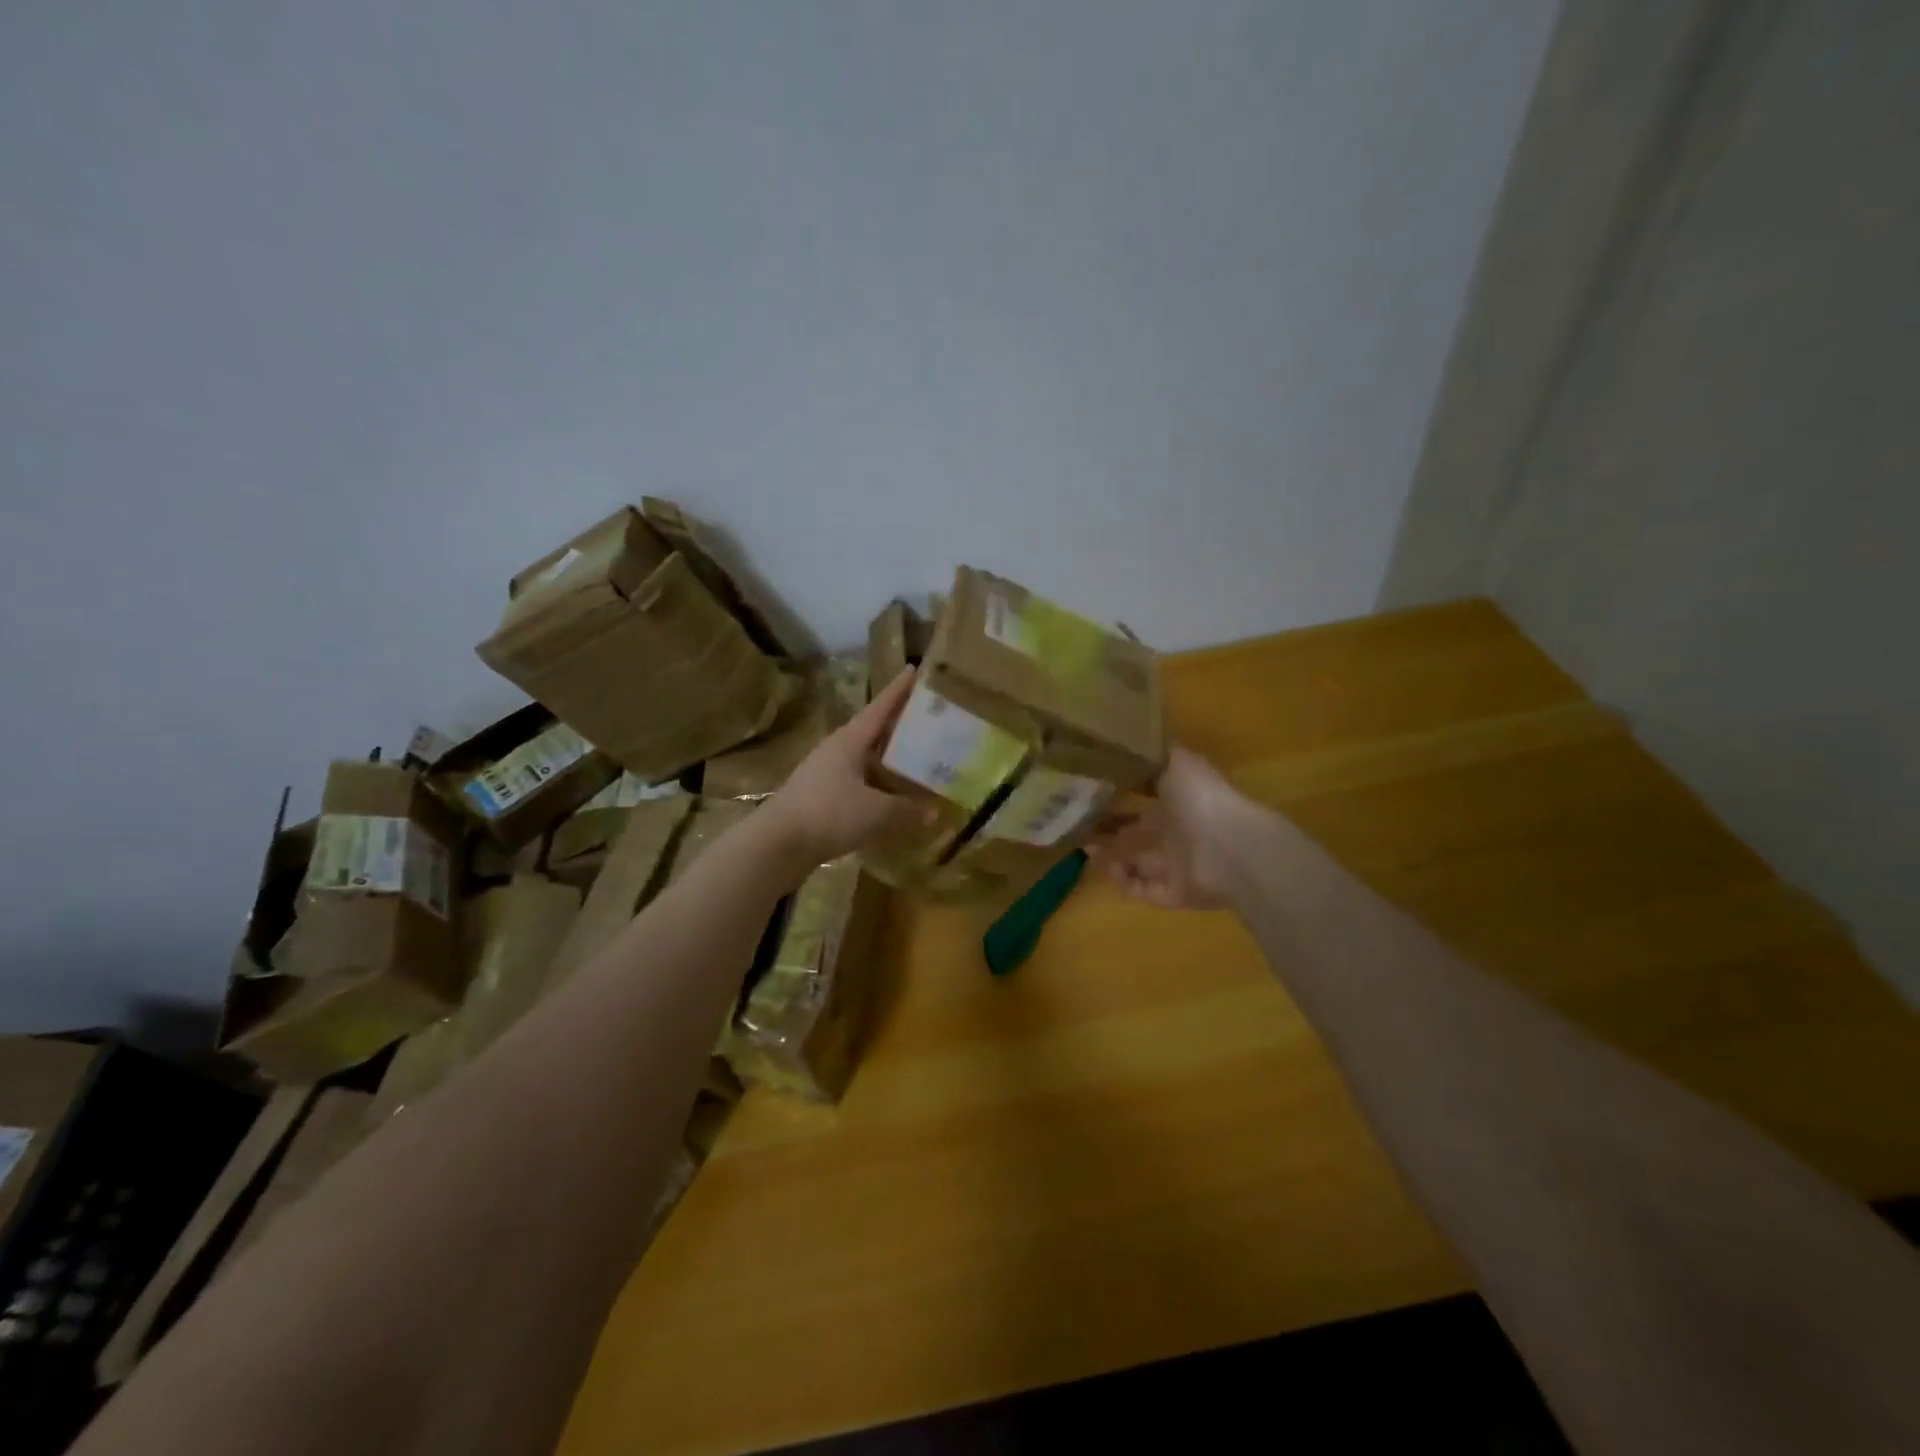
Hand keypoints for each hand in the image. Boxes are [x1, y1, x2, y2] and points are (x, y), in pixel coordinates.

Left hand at [761, 668, 931, 868]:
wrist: (777, 844)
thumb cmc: (829, 814)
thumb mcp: (876, 811)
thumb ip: (907, 809)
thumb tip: (934, 811)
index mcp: (850, 740)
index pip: (880, 707)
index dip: (898, 690)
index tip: (913, 669)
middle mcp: (837, 750)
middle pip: (873, 732)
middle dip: (899, 727)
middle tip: (928, 721)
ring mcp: (825, 774)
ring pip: (865, 761)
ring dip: (888, 761)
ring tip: (916, 763)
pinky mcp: (820, 798)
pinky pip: (857, 785)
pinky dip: (877, 787)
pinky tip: (892, 800)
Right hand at [1088, 746, 1260, 908]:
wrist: (1231, 849)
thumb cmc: (1201, 800)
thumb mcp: (1177, 761)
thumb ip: (1154, 754)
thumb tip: (1132, 740)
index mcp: (1181, 798)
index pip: (1147, 796)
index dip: (1121, 794)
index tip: (1090, 790)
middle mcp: (1180, 831)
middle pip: (1139, 831)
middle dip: (1110, 828)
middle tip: (1078, 823)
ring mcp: (1179, 865)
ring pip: (1138, 861)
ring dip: (1111, 856)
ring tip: (1083, 847)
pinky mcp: (1175, 894)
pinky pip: (1144, 890)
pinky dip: (1125, 882)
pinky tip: (1107, 869)